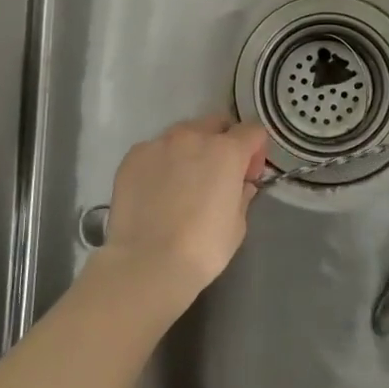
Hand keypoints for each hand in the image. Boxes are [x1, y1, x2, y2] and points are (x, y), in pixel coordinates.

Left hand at [100, 115, 268, 298]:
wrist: (146, 263)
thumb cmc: (202, 248)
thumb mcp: (237, 225)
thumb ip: (242, 195)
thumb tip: (241, 184)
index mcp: (226, 151)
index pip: (252, 131)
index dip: (255, 151)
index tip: (248, 175)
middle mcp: (193, 136)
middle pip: (216, 124)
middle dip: (222, 142)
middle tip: (217, 175)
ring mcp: (159, 143)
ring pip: (183, 134)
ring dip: (190, 150)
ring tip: (182, 183)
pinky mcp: (133, 156)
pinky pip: (155, 150)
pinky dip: (161, 163)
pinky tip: (156, 191)